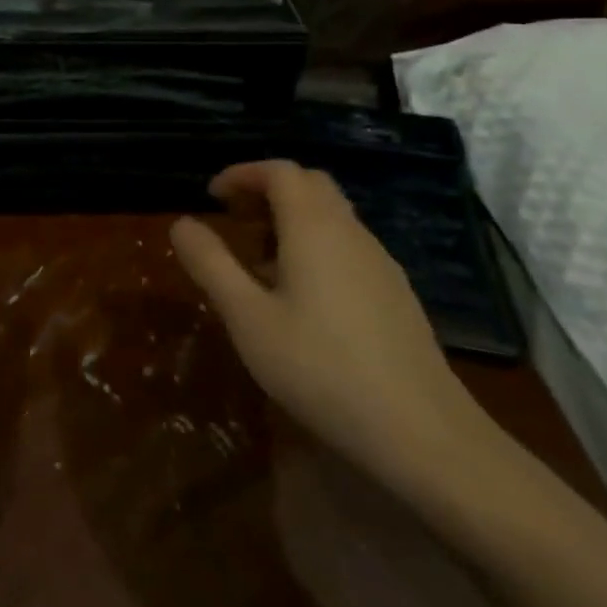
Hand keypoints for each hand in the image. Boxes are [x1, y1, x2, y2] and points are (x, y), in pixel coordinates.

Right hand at [170, 160, 494, 487]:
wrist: (423, 435)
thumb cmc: (320, 368)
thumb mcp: (247, 317)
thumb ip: (211, 264)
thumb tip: (182, 222)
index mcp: (315, 228)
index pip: (280, 171)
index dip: (243, 173)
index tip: (212, 196)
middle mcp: (352, 234)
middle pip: (311, 186)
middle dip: (267, 191)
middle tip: (234, 218)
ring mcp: (381, 265)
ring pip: (332, 218)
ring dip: (290, 220)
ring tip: (257, 261)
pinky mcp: (396, 296)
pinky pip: (348, 248)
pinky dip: (314, 247)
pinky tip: (300, 297)